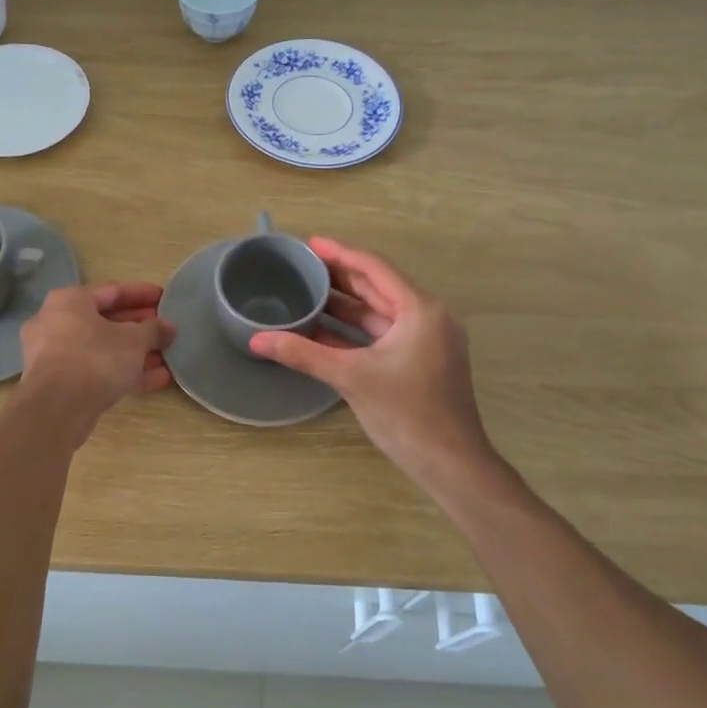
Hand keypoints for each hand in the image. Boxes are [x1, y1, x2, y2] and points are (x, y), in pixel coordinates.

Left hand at [19, 282, 174, 432]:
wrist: (57, 408)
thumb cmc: (96, 358)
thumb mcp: (134, 340)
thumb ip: (154, 330)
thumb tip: (168, 327)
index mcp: (70, 301)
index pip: (113, 291)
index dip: (142, 294)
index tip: (164, 297)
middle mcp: (56, 322)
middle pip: (106, 321)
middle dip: (139, 326)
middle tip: (165, 329)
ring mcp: (55, 355)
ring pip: (102, 349)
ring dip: (135, 353)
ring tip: (166, 356)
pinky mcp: (59, 384)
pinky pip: (96, 371)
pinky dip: (123, 372)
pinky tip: (156, 379)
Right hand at [249, 239, 492, 485]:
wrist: (450, 463)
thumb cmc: (406, 414)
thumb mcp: (351, 378)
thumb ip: (303, 354)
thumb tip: (256, 339)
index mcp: (419, 309)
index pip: (374, 268)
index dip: (340, 253)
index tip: (309, 244)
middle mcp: (427, 317)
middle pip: (378, 286)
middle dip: (340, 276)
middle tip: (302, 266)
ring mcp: (426, 340)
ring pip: (379, 312)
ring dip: (345, 304)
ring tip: (306, 292)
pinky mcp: (420, 360)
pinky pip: (382, 334)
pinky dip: (354, 331)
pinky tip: (322, 329)